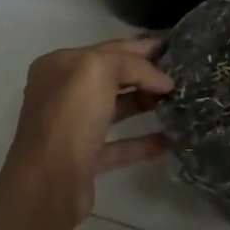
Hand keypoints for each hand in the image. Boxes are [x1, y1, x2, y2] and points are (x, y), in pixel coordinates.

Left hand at [0, 37, 174, 225]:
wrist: (49, 182)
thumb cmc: (70, 115)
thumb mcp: (99, 70)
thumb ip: (132, 65)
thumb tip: (162, 80)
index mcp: (59, 66)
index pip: (106, 49)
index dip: (139, 48)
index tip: (172, 49)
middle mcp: (62, 93)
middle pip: (110, 78)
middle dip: (144, 75)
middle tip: (180, 75)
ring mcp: (72, 128)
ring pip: (114, 109)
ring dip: (144, 104)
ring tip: (178, 102)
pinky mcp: (84, 160)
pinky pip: (119, 145)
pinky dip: (143, 142)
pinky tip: (169, 140)